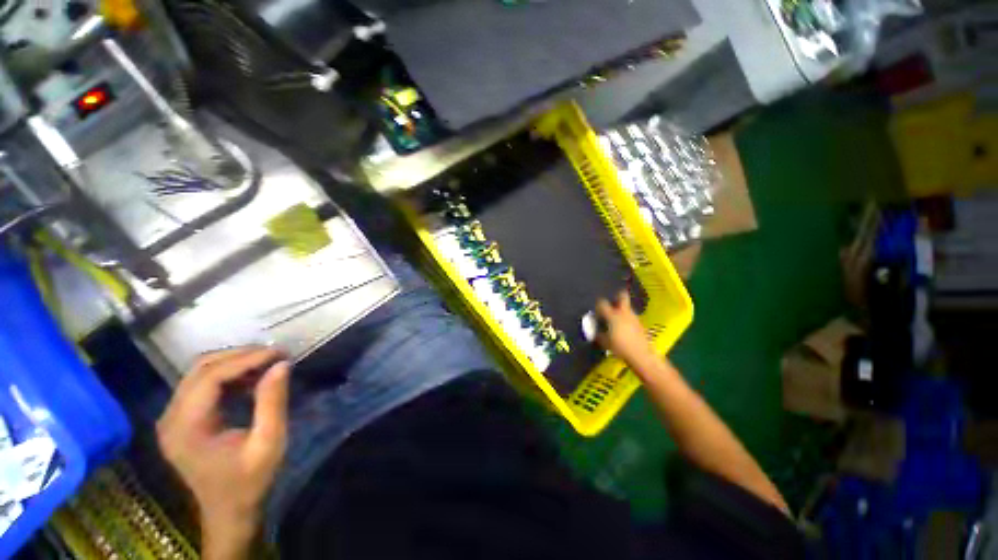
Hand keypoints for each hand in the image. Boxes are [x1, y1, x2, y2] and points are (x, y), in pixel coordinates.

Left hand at [157, 347, 290, 558]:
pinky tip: (252, 379)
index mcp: (186, 428)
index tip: (279, 353)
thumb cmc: (249, 481)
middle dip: (240, 355)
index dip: (245, 359)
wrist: (229, 512)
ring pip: (199, 373)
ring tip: (268, 362)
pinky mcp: (182, 419)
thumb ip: (273, 402)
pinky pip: (202, 385)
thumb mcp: (269, 443)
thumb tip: (282, 364)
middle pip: (200, 369)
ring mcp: (173, 418)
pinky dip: (229, 375)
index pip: (209, 377)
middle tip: (276, 353)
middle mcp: (171, 418)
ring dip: (235, 362)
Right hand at [595, 291, 655, 367]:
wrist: (642, 355)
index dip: (598, 304)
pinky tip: (623, 327)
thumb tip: (595, 331)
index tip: (596, 309)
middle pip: (622, 296)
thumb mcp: (605, 342)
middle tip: (612, 301)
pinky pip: (631, 317)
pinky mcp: (640, 324)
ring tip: (616, 317)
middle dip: (617, 295)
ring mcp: (634, 317)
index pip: (602, 303)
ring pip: (627, 307)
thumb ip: (598, 335)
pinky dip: (626, 319)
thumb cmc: (620, 347)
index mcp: (613, 315)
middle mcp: (624, 312)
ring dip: (621, 309)